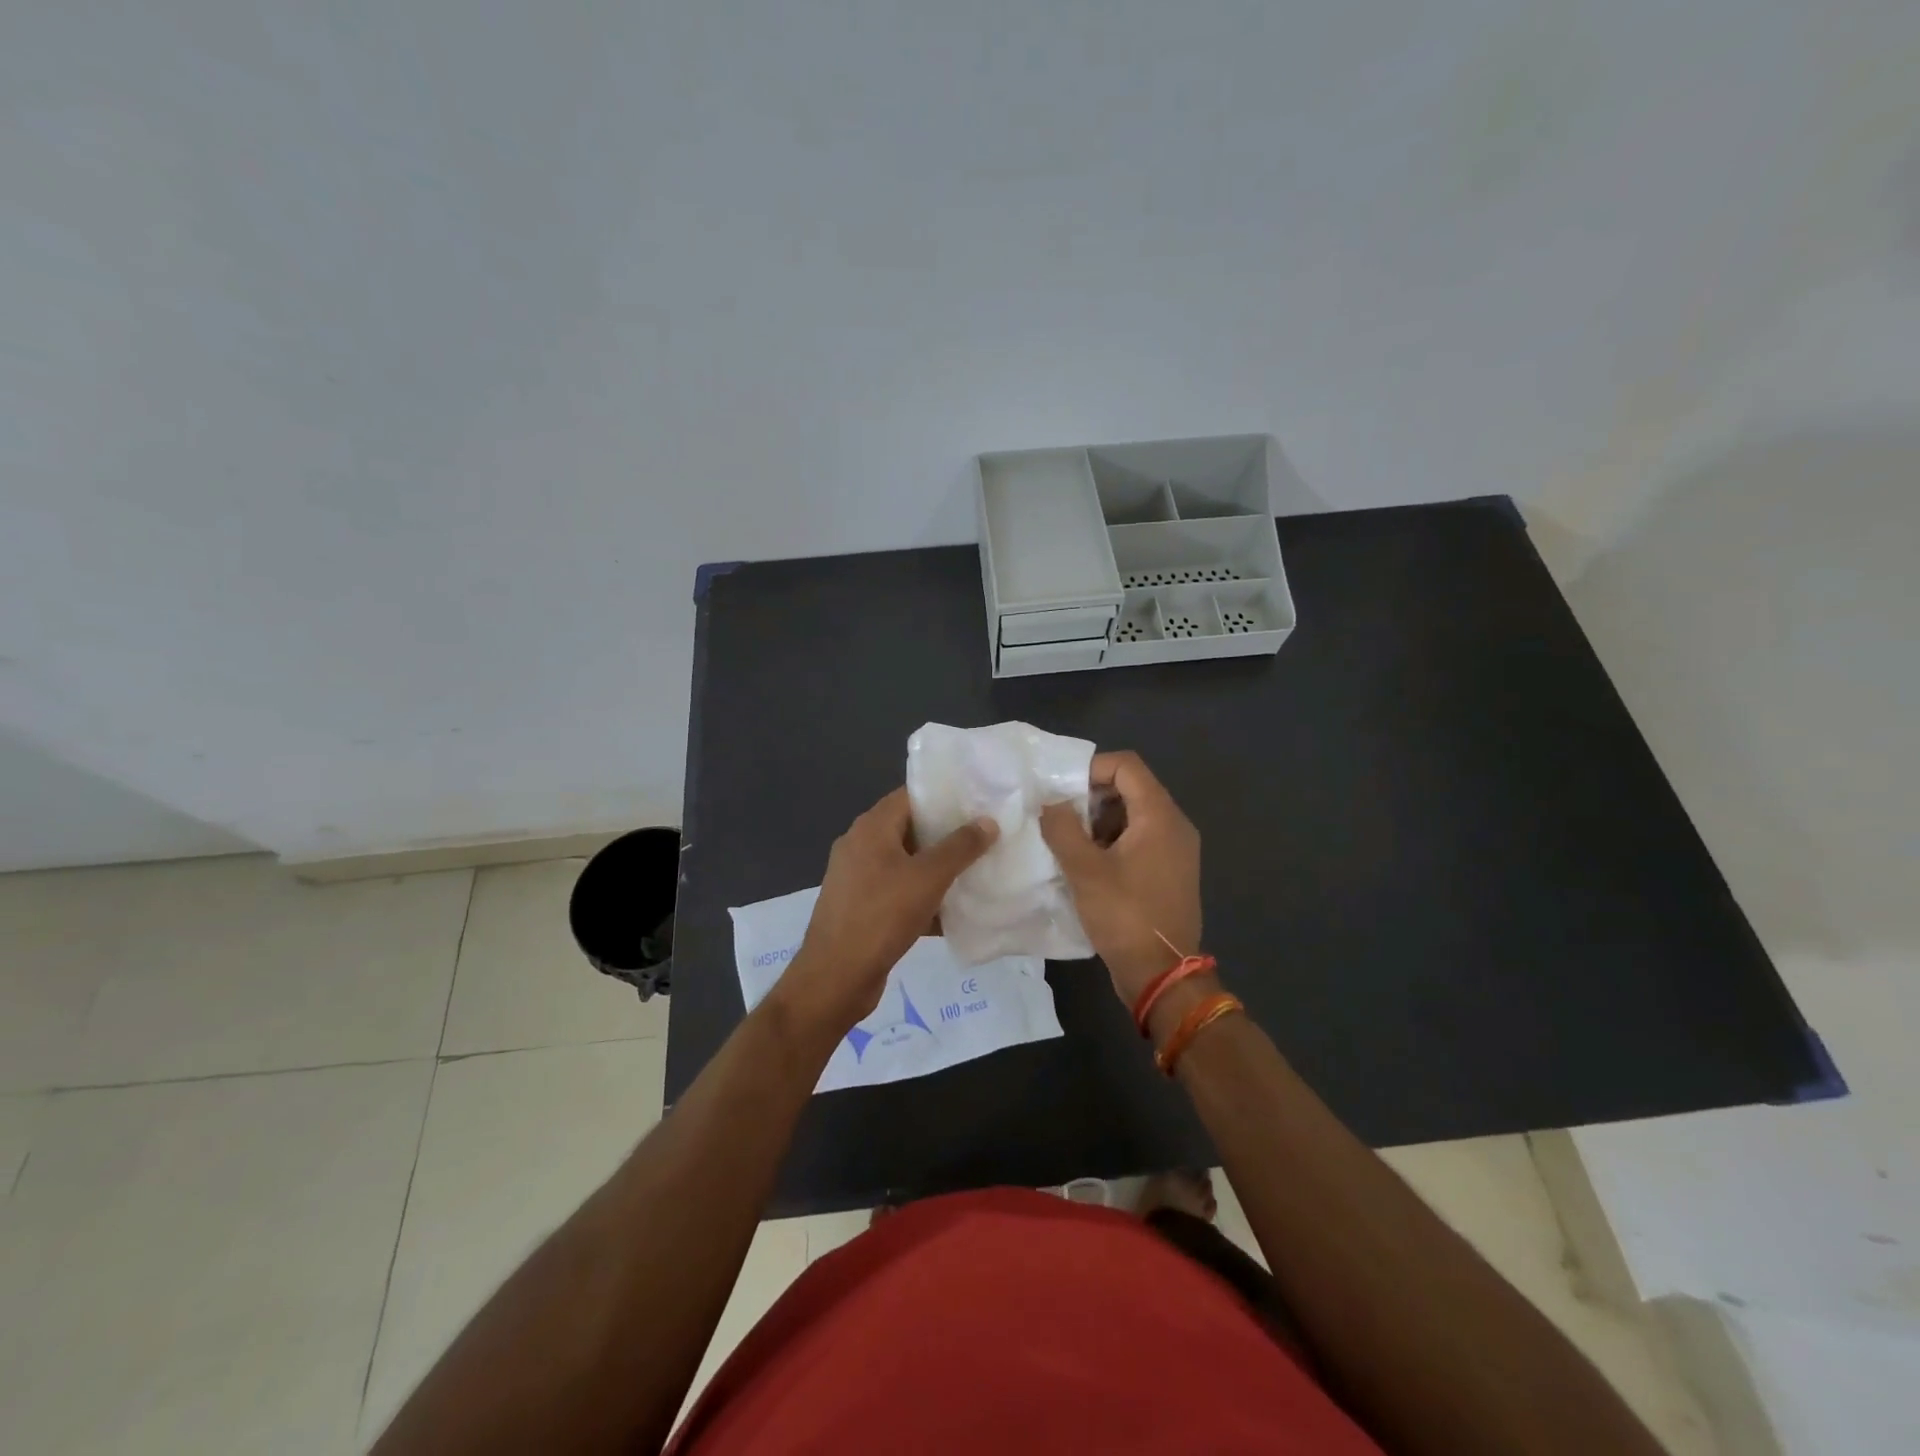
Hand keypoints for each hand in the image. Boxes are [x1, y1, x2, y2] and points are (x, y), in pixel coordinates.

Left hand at [774, 787, 997, 1034]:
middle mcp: (860, 846)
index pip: (910, 795)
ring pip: (905, 863)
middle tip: (984, 836)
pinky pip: (897, 892)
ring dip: (936, 869)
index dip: (944, 796)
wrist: (835, 977)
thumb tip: (988, 821)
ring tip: (975, 870)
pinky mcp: (860, 908)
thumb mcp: (928, 878)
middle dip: (945, 834)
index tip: (977, 801)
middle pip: (909, 829)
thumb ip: (960, 847)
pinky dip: (922, 897)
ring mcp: (857, 878)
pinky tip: (952, 912)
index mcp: (871, 828)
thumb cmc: (881, 916)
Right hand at [1040, 750, 1201, 1006]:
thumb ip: (1062, 828)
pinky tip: (1087, 864)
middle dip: (1092, 796)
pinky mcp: (1170, 872)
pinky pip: (1140, 839)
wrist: (1162, 975)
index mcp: (1160, 816)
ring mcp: (1176, 850)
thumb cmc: (1125, 915)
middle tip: (1061, 817)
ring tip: (1069, 843)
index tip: (1061, 790)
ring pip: (1134, 815)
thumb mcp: (1084, 870)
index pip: (1127, 765)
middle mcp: (1175, 825)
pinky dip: (1113, 841)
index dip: (1091, 768)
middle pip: (1132, 788)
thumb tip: (1051, 804)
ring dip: (1099, 821)